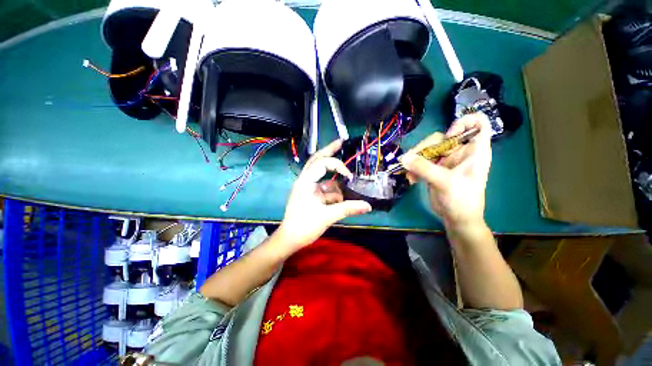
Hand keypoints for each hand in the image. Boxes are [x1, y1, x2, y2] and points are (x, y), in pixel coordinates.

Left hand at [276, 140, 371, 251]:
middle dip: (329, 151)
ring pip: (321, 176)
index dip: (337, 166)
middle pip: (317, 160)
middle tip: (341, 141)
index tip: (349, 176)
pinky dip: (332, 191)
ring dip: (334, 180)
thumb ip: (348, 209)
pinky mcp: (309, 195)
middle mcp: (305, 181)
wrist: (289, 240)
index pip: (322, 163)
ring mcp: (307, 188)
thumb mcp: (327, 216)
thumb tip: (368, 206)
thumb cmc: (304, 226)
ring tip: (346, 179)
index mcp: (305, 182)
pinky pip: (323, 188)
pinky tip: (340, 198)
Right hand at [399, 113, 491, 229]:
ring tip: (408, 173)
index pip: (477, 123)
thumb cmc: (462, 200)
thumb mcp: (444, 182)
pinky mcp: (434, 168)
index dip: (463, 123)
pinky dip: (413, 167)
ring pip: (427, 149)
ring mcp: (445, 160)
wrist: (456, 218)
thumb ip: (424, 168)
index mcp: (474, 150)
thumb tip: (404, 159)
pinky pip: (420, 161)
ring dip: (415, 160)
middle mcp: (459, 151)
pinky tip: (411, 178)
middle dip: (424, 147)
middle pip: (441, 137)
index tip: (448, 136)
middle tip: (411, 160)